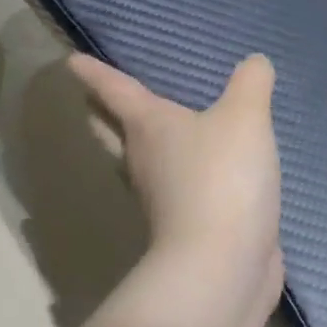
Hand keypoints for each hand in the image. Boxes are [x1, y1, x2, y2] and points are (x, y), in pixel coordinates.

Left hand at [67, 51, 282, 280]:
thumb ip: (251, 83)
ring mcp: (161, 198)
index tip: (72, 62)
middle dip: (103, 113)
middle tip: (95, 97)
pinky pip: (174, 189)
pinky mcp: (185, 226)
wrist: (222, 265)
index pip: (117, 91)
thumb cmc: (222, 178)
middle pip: (114, 131)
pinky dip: (177, 174)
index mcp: (150, 127)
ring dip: (135, 145)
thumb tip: (255, 62)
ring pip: (139, 162)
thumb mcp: (245, 117)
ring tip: (147, 128)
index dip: (96, 74)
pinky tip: (196, 170)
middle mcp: (144, 160)